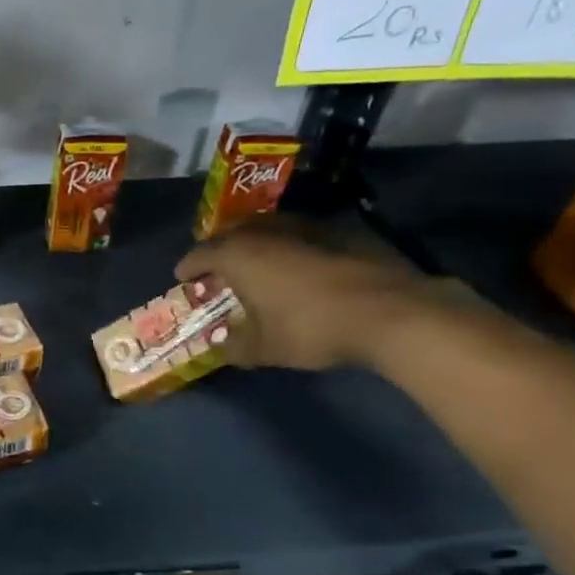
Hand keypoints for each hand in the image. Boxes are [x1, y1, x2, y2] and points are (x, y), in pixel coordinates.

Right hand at [175, 217, 430, 370]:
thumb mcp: (264, 348)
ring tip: (257, 264)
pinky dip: (289, 246)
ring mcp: (304, 226)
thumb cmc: (311, 327)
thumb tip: (220, 347)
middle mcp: (265, 231)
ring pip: (267, 228)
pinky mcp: (339, 230)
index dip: (188, 267)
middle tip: (218, 269)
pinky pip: (299, 233)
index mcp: (237, 254)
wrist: (392, 311)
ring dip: (255, 243)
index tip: (183, 278)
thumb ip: (235, 347)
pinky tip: (298, 266)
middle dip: (219, 250)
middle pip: (231, 233)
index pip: (199, 254)